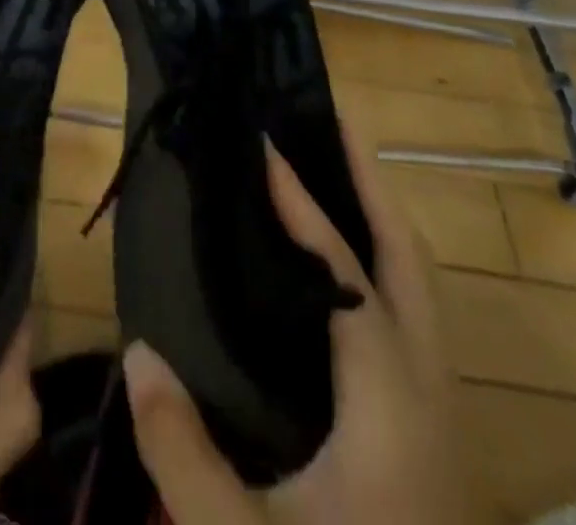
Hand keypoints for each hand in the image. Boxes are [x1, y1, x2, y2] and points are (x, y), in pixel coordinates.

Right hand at [122, 118, 476, 524]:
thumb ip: (182, 452)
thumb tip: (136, 351)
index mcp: (388, 405)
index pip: (346, 276)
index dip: (305, 207)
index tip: (268, 148)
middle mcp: (427, 394)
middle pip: (411, 263)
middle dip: (372, 185)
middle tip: (330, 124)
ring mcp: (439, 417)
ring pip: (422, 290)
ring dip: (381, 222)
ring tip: (335, 175)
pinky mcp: (431, 437)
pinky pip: (412, 318)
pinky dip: (382, 266)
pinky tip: (340, 271)